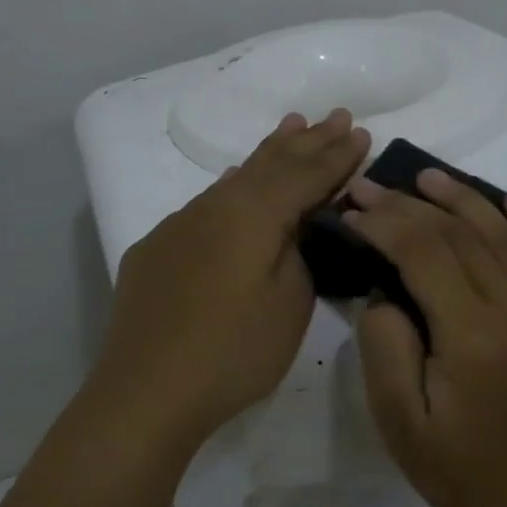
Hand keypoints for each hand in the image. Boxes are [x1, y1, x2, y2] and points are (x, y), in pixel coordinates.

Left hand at [93, 109, 370, 447]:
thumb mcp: (290, 304)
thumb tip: (296, 226)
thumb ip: (300, 252)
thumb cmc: (232, 352)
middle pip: (271, 164)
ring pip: (236, 177)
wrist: (145, 392)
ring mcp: (180, 224)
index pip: (305, 175)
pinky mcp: (158, 248)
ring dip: (270, 152)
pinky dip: (235, 183)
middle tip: (336, 115)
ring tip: (293, 125)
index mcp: (253, 215)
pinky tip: (238, 178)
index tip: (361, 132)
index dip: (337, 156)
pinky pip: (208, 201)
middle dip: (308, 140)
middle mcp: (215, 206)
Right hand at [346, 169, 506, 506]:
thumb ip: (384, 341)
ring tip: (428, 178)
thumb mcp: (395, 415)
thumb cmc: (452, 466)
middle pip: (463, 238)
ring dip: (466, 201)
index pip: (425, 254)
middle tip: (373, 186)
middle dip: (411, 207)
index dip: (385, 224)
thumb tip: (387, 286)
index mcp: (477, 338)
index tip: (353, 208)